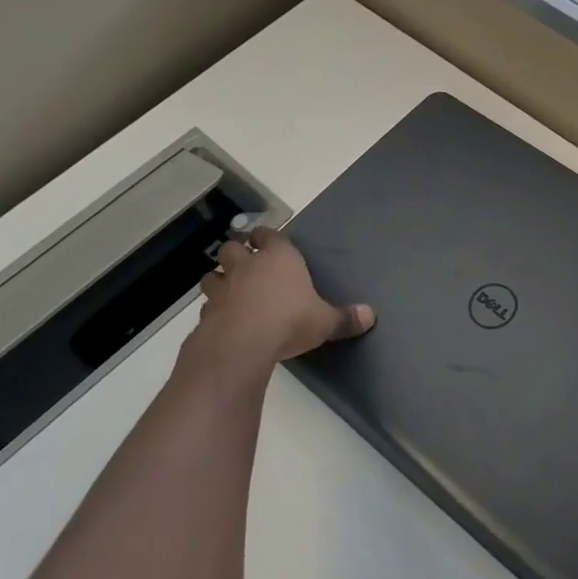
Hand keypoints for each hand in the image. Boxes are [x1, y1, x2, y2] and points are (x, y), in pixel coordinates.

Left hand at [185, 228, 374, 375]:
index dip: (267, 237)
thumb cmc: (290, 321)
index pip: (270, 234)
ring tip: (229, 288)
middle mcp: (248, 265)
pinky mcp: (206, 311)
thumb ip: (346, 318)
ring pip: (213, 273)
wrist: (242, 344)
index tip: (267, 240)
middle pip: (233, 246)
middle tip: (246, 263)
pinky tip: (222, 318)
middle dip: (238, 252)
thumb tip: (371, 316)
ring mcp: (224, 287)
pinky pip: (208, 303)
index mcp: (279, 257)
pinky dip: (214, 307)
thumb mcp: (326, 321)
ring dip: (220, 278)